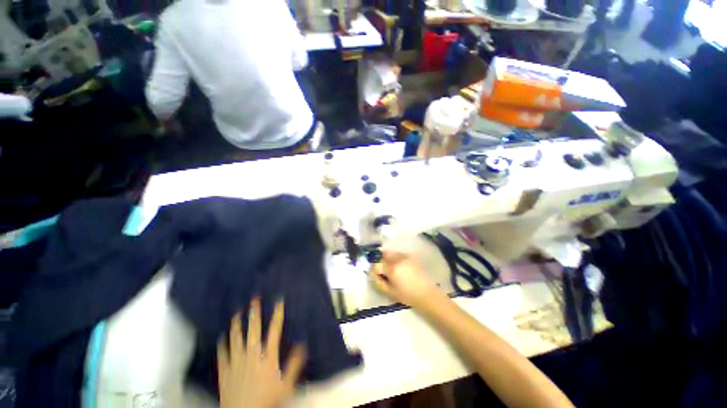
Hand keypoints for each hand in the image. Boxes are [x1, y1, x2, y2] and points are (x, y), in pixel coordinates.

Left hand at [217, 299, 305, 407]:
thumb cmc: (267, 399)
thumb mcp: (287, 384)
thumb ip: (295, 363)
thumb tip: (303, 343)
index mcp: (268, 355)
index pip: (274, 330)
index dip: (277, 314)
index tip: (278, 300)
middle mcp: (252, 353)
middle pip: (253, 329)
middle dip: (254, 312)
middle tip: (254, 298)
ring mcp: (236, 361)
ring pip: (236, 338)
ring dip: (237, 324)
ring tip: (236, 312)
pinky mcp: (225, 370)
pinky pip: (222, 354)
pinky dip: (222, 344)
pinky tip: (221, 336)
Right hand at [369, 251, 443, 309]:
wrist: (427, 294)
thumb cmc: (407, 295)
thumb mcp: (390, 291)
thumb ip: (378, 281)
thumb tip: (372, 274)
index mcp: (392, 268)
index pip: (377, 263)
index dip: (374, 268)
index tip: (376, 273)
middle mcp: (398, 258)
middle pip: (384, 254)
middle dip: (380, 260)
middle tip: (383, 269)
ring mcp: (405, 256)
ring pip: (391, 253)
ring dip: (388, 258)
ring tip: (392, 268)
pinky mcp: (411, 256)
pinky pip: (399, 254)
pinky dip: (396, 258)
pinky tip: (400, 267)